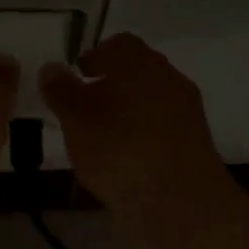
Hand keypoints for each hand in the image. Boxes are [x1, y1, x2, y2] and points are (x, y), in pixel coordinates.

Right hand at [40, 34, 234, 214]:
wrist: (181, 204)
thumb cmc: (120, 150)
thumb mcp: (76, 118)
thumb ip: (61, 90)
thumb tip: (52, 67)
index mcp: (142, 63)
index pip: (120, 43)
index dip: (96, 55)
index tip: (78, 74)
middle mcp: (170, 79)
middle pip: (139, 71)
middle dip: (112, 83)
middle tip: (85, 106)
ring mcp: (188, 113)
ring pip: (152, 100)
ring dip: (129, 111)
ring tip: (102, 137)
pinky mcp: (196, 145)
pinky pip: (164, 128)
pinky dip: (144, 135)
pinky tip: (126, 159)